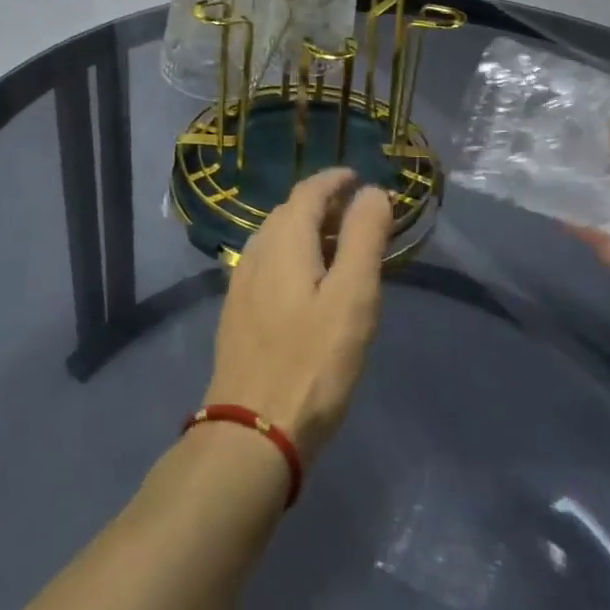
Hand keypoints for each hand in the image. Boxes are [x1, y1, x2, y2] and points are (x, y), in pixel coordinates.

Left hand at [203, 168, 393, 459]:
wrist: (252, 430)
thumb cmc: (312, 362)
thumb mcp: (353, 298)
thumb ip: (363, 239)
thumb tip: (372, 192)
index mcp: (284, 242)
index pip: (308, 192)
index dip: (334, 180)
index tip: (358, 179)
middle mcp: (256, 252)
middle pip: (289, 212)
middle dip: (322, 204)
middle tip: (356, 216)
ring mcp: (242, 283)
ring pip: (275, 239)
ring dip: (306, 231)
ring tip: (337, 248)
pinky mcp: (237, 312)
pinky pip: (267, 264)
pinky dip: (292, 256)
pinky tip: (306, 284)